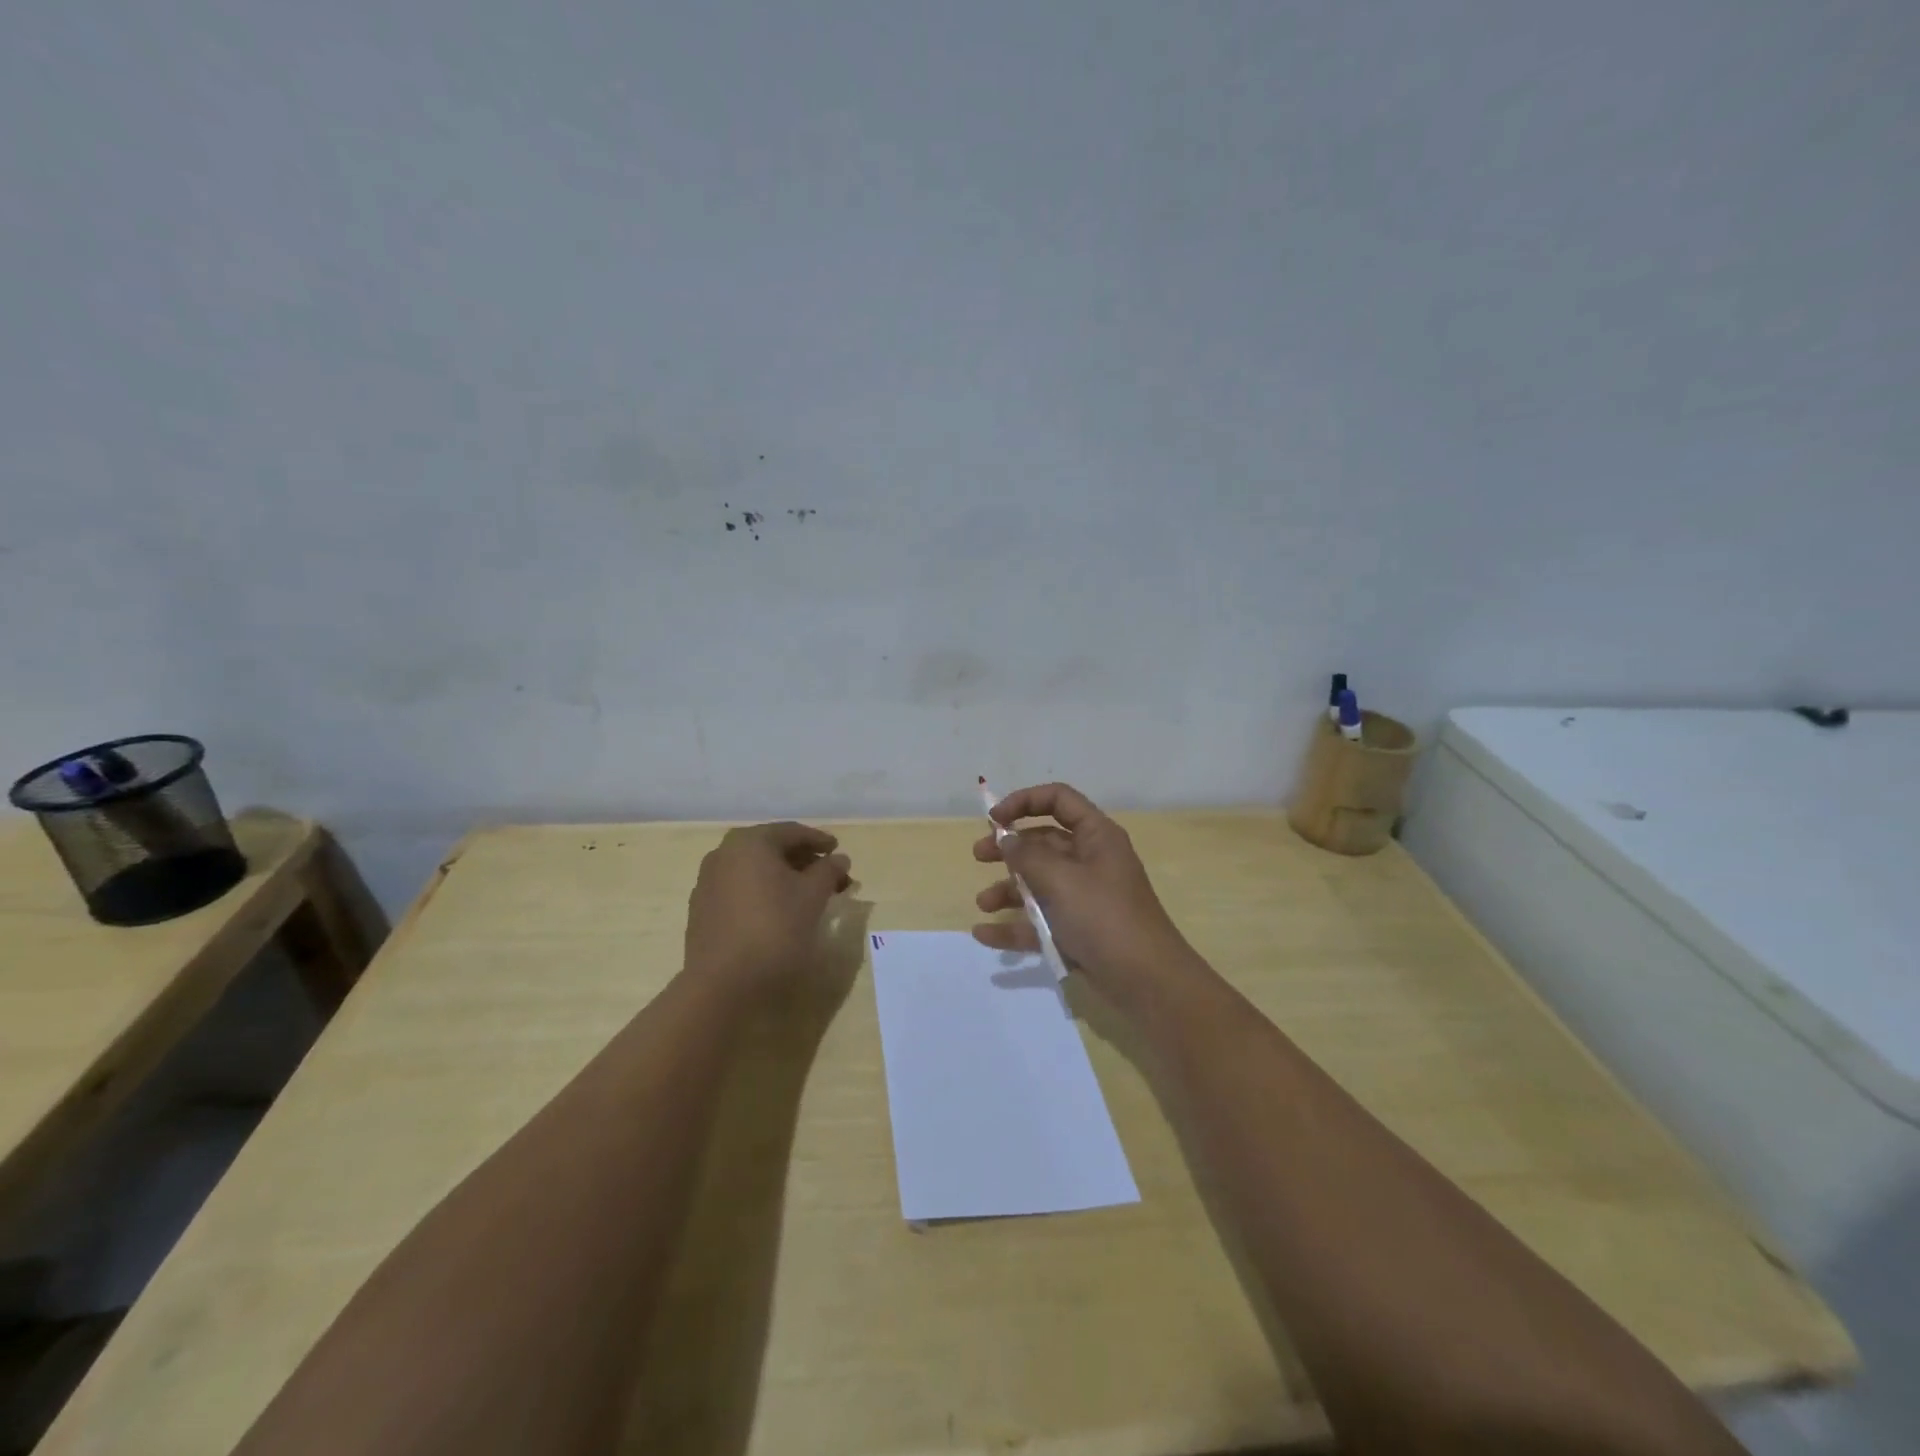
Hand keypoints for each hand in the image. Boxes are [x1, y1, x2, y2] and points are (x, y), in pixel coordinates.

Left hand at [685, 822, 851, 995]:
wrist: (723, 984)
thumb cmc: (774, 929)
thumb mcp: (812, 896)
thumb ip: (828, 871)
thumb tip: (839, 858)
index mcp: (750, 843)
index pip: (791, 832)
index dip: (819, 840)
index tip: (838, 850)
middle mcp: (723, 854)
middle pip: (771, 849)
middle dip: (803, 860)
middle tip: (829, 875)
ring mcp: (708, 883)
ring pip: (754, 870)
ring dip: (784, 877)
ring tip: (809, 895)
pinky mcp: (702, 911)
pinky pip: (740, 890)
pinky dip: (763, 893)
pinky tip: (779, 911)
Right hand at [972, 783, 1199, 1007]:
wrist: (1146, 981)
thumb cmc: (1104, 917)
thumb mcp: (1061, 879)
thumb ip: (1027, 856)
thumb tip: (1007, 839)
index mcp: (1096, 836)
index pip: (1059, 800)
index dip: (1024, 802)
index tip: (994, 820)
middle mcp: (1091, 861)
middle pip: (1044, 842)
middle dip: (1009, 847)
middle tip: (978, 856)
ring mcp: (1084, 897)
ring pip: (1039, 882)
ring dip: (1008, 889)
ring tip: (983, 903)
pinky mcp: (1077, 930)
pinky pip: (1040, 921)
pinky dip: (1014, 925)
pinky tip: (984, 934)